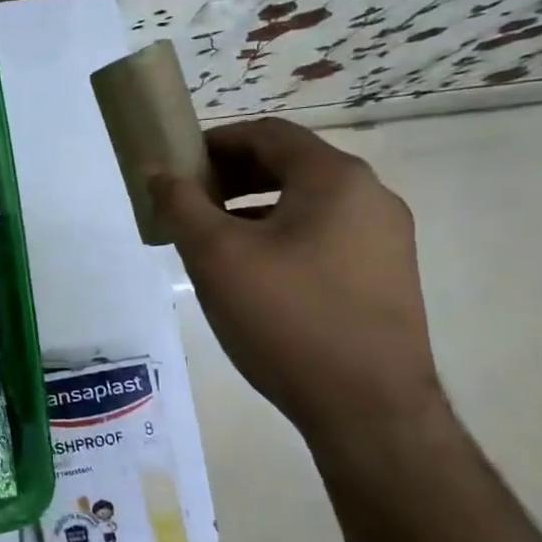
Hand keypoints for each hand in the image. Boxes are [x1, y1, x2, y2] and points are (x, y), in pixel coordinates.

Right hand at [150, 117, 442, 442]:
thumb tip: (156, 171)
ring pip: (306, 203)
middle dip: (232, 175)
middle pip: (290, 164)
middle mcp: (371, 197)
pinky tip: (252, 272)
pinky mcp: (384, 275)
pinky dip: (280, 235)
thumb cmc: (286, 318)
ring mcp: (385, 238)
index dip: (215, 141)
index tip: (176, 165)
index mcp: (336, 179)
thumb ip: (181, 205)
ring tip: (211, 239)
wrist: (368, 407)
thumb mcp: (216, 257)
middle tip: (188, 202)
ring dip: (253, 207)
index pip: (268, 134)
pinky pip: (323, 234)